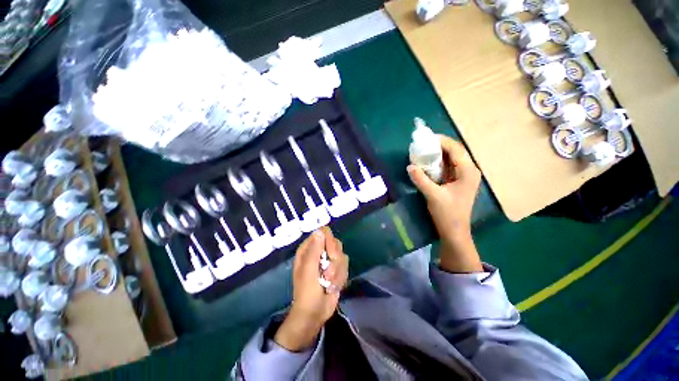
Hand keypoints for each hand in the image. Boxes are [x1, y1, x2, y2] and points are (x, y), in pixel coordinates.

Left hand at [274, 227, 348, 351]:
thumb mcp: (309, 271)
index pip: (324, 233)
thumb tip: (320, 231)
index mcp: (308, 249)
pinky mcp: (337, 269)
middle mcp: (319, 251)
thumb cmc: (307, 292)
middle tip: (328, 273)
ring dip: (337, 272)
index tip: (331, 255)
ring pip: (342, 255)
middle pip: (335, 242)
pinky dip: (340, 277)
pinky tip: (333, 287)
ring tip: (328, 284)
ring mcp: (328, 260)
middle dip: (335, 259)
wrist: (315, 313)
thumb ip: (315, 250)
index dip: (329, 242)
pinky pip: (345, 266)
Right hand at [407, 135, 482, 272]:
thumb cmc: (447, 214)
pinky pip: (448, 167)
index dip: (442, 141)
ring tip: (422, 152)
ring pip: (451, 159)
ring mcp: (464, 176)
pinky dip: (437, 163)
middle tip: (422, 145)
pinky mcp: (457, 181)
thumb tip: (409, 166)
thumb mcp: (433, 195)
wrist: (454, 231)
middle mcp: (469, 171)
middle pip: (454, 151)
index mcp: (468, 171)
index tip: (426, 139)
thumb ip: (421, 179)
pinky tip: (427, 164)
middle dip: (439, 146)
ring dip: (437, 154)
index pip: (456, 149)